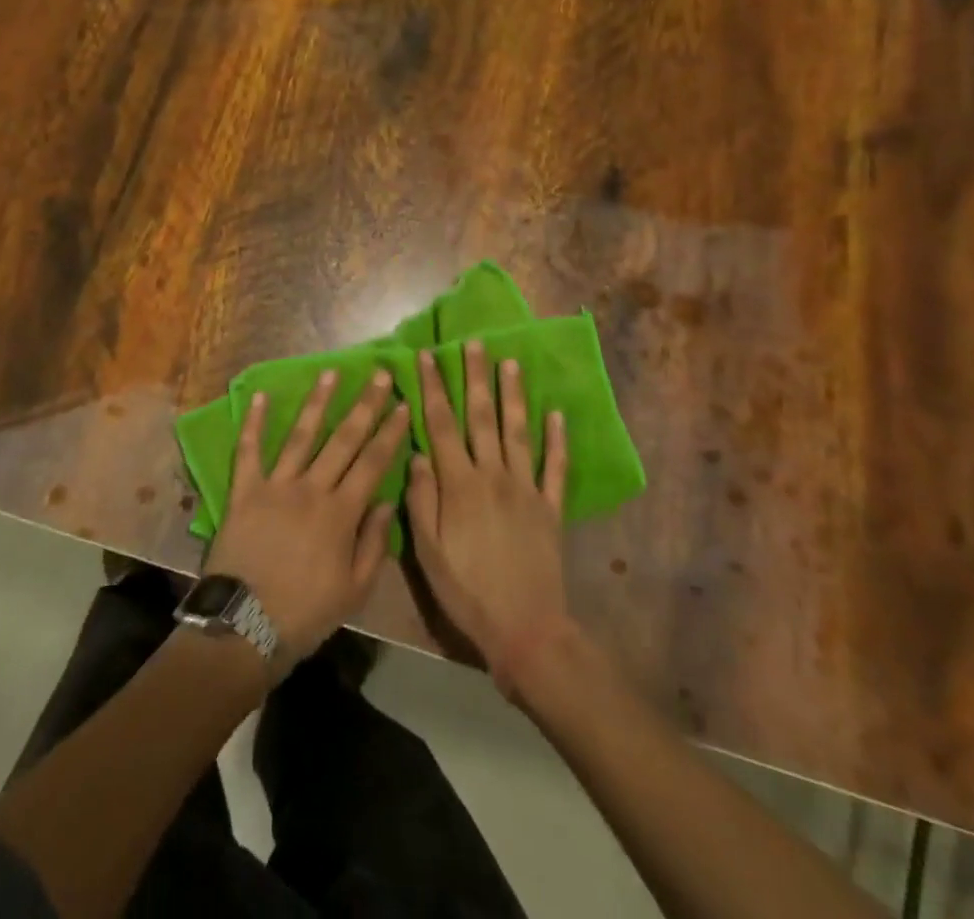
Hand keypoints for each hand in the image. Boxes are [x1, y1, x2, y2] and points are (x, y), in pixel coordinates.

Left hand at [204, 370, 410, 674]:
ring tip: (330, 372)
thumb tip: (386, 500)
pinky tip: (261, 396)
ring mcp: (275, 485)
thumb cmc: (306, 613)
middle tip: (378, 374)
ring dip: (317, 402)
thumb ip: (374, 543)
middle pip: (343, 440)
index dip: (390, 432)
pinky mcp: (244, 491)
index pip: (373, 462)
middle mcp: (311, 488)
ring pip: (301, 436)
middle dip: (364, 405)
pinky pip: (249, 451)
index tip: (402, 404)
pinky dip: (254, 423)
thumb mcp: (355, 590)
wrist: (244, 627)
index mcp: (341, 512)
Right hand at [406, 343, 576, 698]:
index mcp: (459, 484)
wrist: (526, 630)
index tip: (426, 357)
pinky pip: (555, 467)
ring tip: (511, 363)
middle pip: (481, 416)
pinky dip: (557, 440)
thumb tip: (416, 454)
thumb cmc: (467, 591)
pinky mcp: (550, 507)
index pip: (442, 424)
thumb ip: (421, 500)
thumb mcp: (428, 552)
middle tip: (475, 343)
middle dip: (475, 377)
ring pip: (518, 431)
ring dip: (513, 395)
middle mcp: (493, 475)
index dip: (433, 388)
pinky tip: (557, 414)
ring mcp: (526, 488)